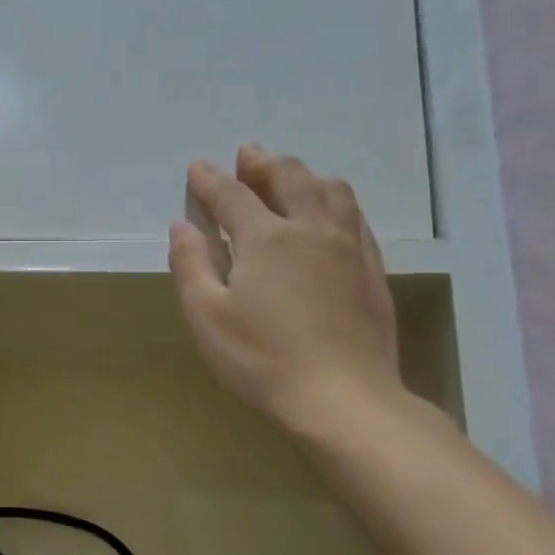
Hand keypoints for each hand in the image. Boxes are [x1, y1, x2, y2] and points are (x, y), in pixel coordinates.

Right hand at [169, 146, 401, 435]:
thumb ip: (191, 264)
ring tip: (291, 177)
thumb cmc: (263, 359)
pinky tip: (331, 214)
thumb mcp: (206, 316)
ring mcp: (348, 247)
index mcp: (266, 237)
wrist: (343, 398)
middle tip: (247, 157)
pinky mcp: (372, 269)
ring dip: (306, 174)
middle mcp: (310, 229)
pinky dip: (336, 201)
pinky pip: (356, 217)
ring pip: (331, 190)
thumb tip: (183, 226)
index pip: (232, 195)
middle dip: (262, 163)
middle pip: (289, 177)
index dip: (211, 179)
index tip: (198, 168)